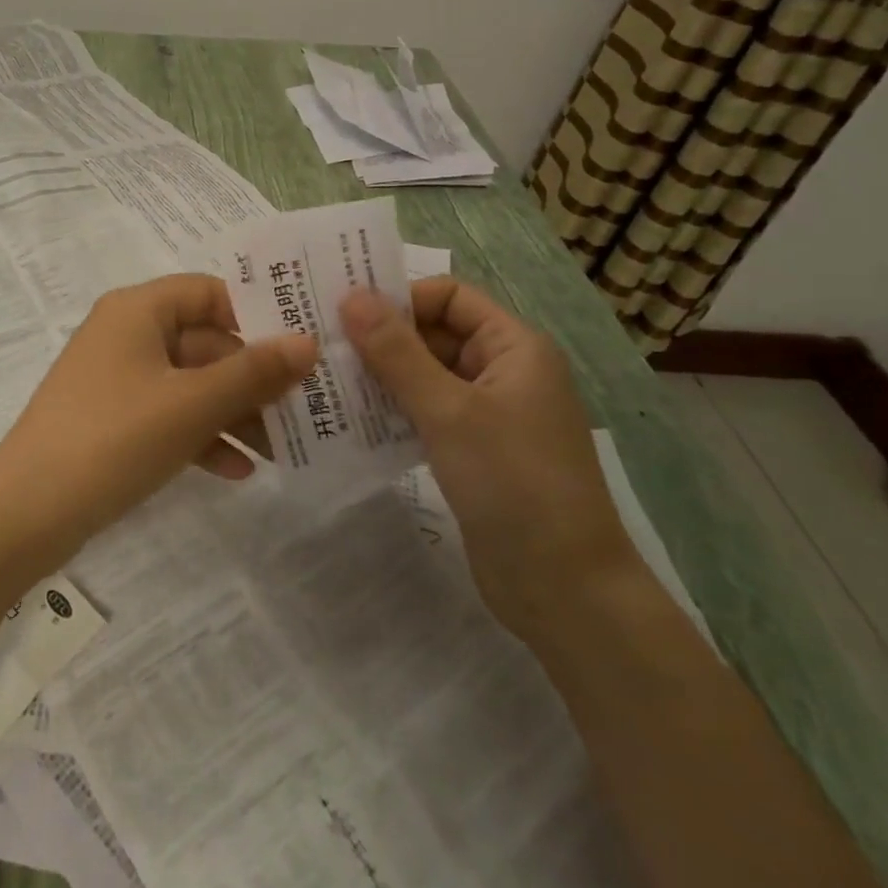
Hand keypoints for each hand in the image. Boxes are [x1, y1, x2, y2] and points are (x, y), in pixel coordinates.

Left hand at [0, 275, 317, 574]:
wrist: (27, 513)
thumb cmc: (114, 438)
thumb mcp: (192, 404)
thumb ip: (253, 373)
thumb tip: (309, 342)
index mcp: (138, 310)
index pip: (209, 291)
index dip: (256, 314)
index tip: (301, 347)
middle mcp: (126, 334)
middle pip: (204, 342)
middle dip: (252, 378)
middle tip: (304, 408)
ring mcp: (117, 380)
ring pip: (190, 384)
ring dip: (233, 413)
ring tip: (281, 449)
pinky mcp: (112, 420)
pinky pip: (169, 416)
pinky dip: (202, 436)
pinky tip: (238, 472)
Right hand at [342, 278, 640, 642]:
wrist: (565, 592)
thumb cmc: (514, 483)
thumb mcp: (449, 410)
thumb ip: (396, 352)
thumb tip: (351, 296)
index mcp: (514, 347)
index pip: (449, 296)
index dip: (400, 299)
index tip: (345, 314)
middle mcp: (503, 371)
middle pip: (434, 333)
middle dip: (382, 339)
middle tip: (322, 346)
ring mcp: (489, 414)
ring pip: (425, 375)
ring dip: (381, 376)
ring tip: (326, 379)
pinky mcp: (473, 450)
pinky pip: (426, 412)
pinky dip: (392, 410)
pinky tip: (351, 419)